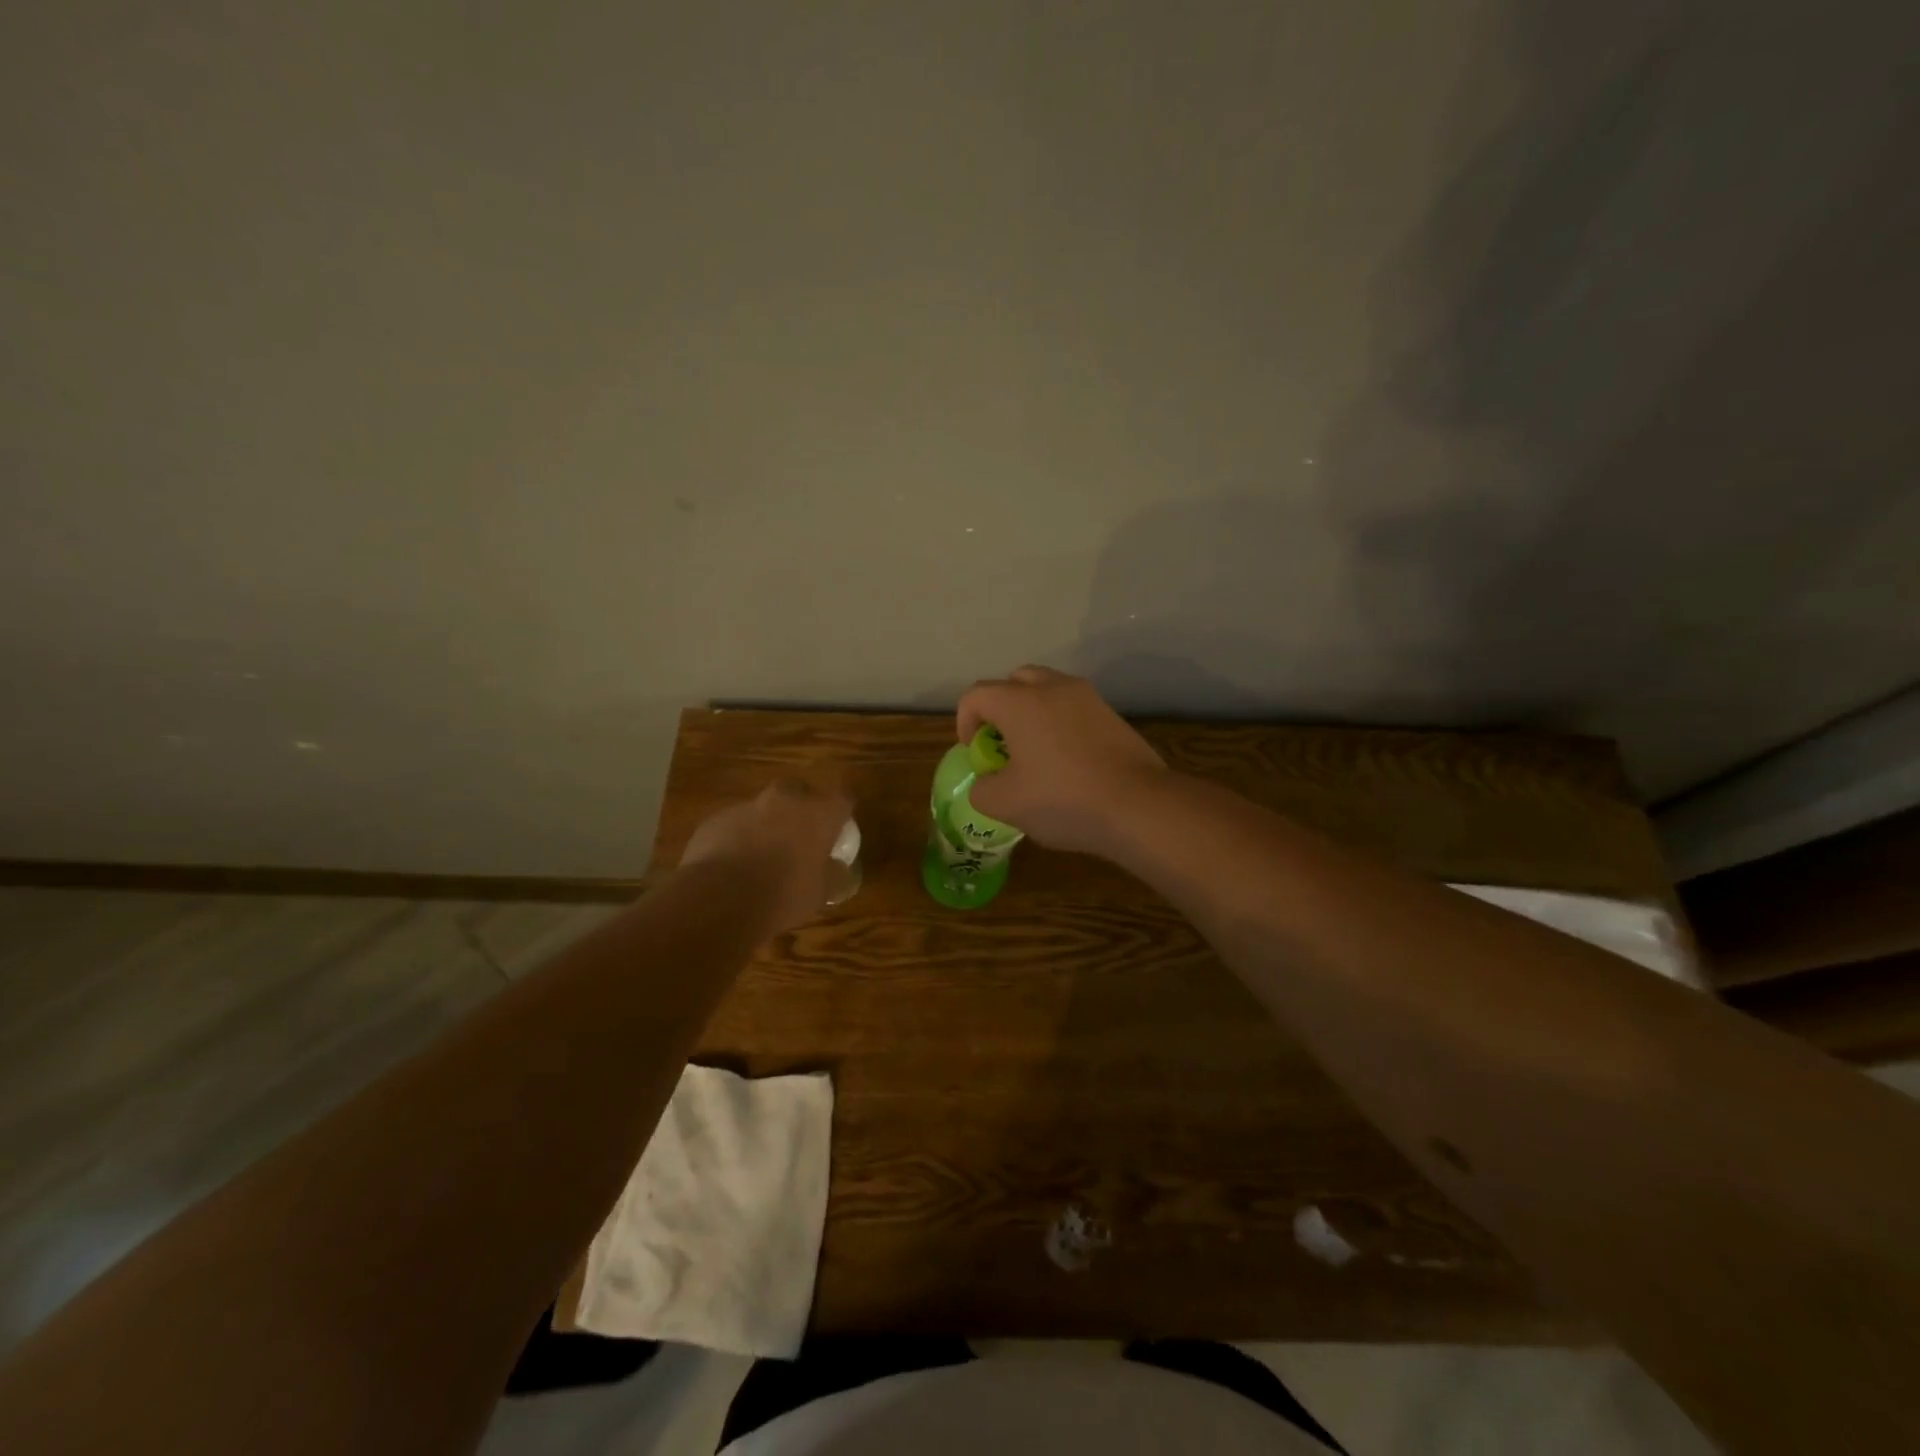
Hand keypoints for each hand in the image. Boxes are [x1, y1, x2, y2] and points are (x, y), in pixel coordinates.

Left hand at [680, 779, 854, 933]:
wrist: (719, 900)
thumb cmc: (783, 895)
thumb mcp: (821, 893)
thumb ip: (835, 876)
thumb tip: (839, 870)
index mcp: (818, 813)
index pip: (842, 799)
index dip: (841, 814)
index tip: (839, 831)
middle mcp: (784, 800)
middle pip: (799, 792)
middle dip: (800, 810)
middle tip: (800, 838)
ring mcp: (746, 807)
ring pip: (763, 808)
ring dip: (766, 825)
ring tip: (762, 859)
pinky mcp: (715, 820)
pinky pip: (734, 826)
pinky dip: (738, 839)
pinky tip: (733, 867)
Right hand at [955, 666, 1167, 854]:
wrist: (1138, 805)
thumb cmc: (1063, 799)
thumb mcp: (1005, 804)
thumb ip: (982, 789)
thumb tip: (989, 782)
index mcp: (1019, 702)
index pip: (976, 695)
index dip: (965, 722)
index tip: (976, 754)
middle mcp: (1052, 687)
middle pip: (1014, 682)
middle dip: (1000, 709)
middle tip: (1002, 744)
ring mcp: (1087, 698)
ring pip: (1048, 691)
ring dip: (1033, 714)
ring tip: (1035, 753)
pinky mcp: (1112, 715)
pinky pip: (1074, 709)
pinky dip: (1061, 725)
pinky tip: (1068, 761)